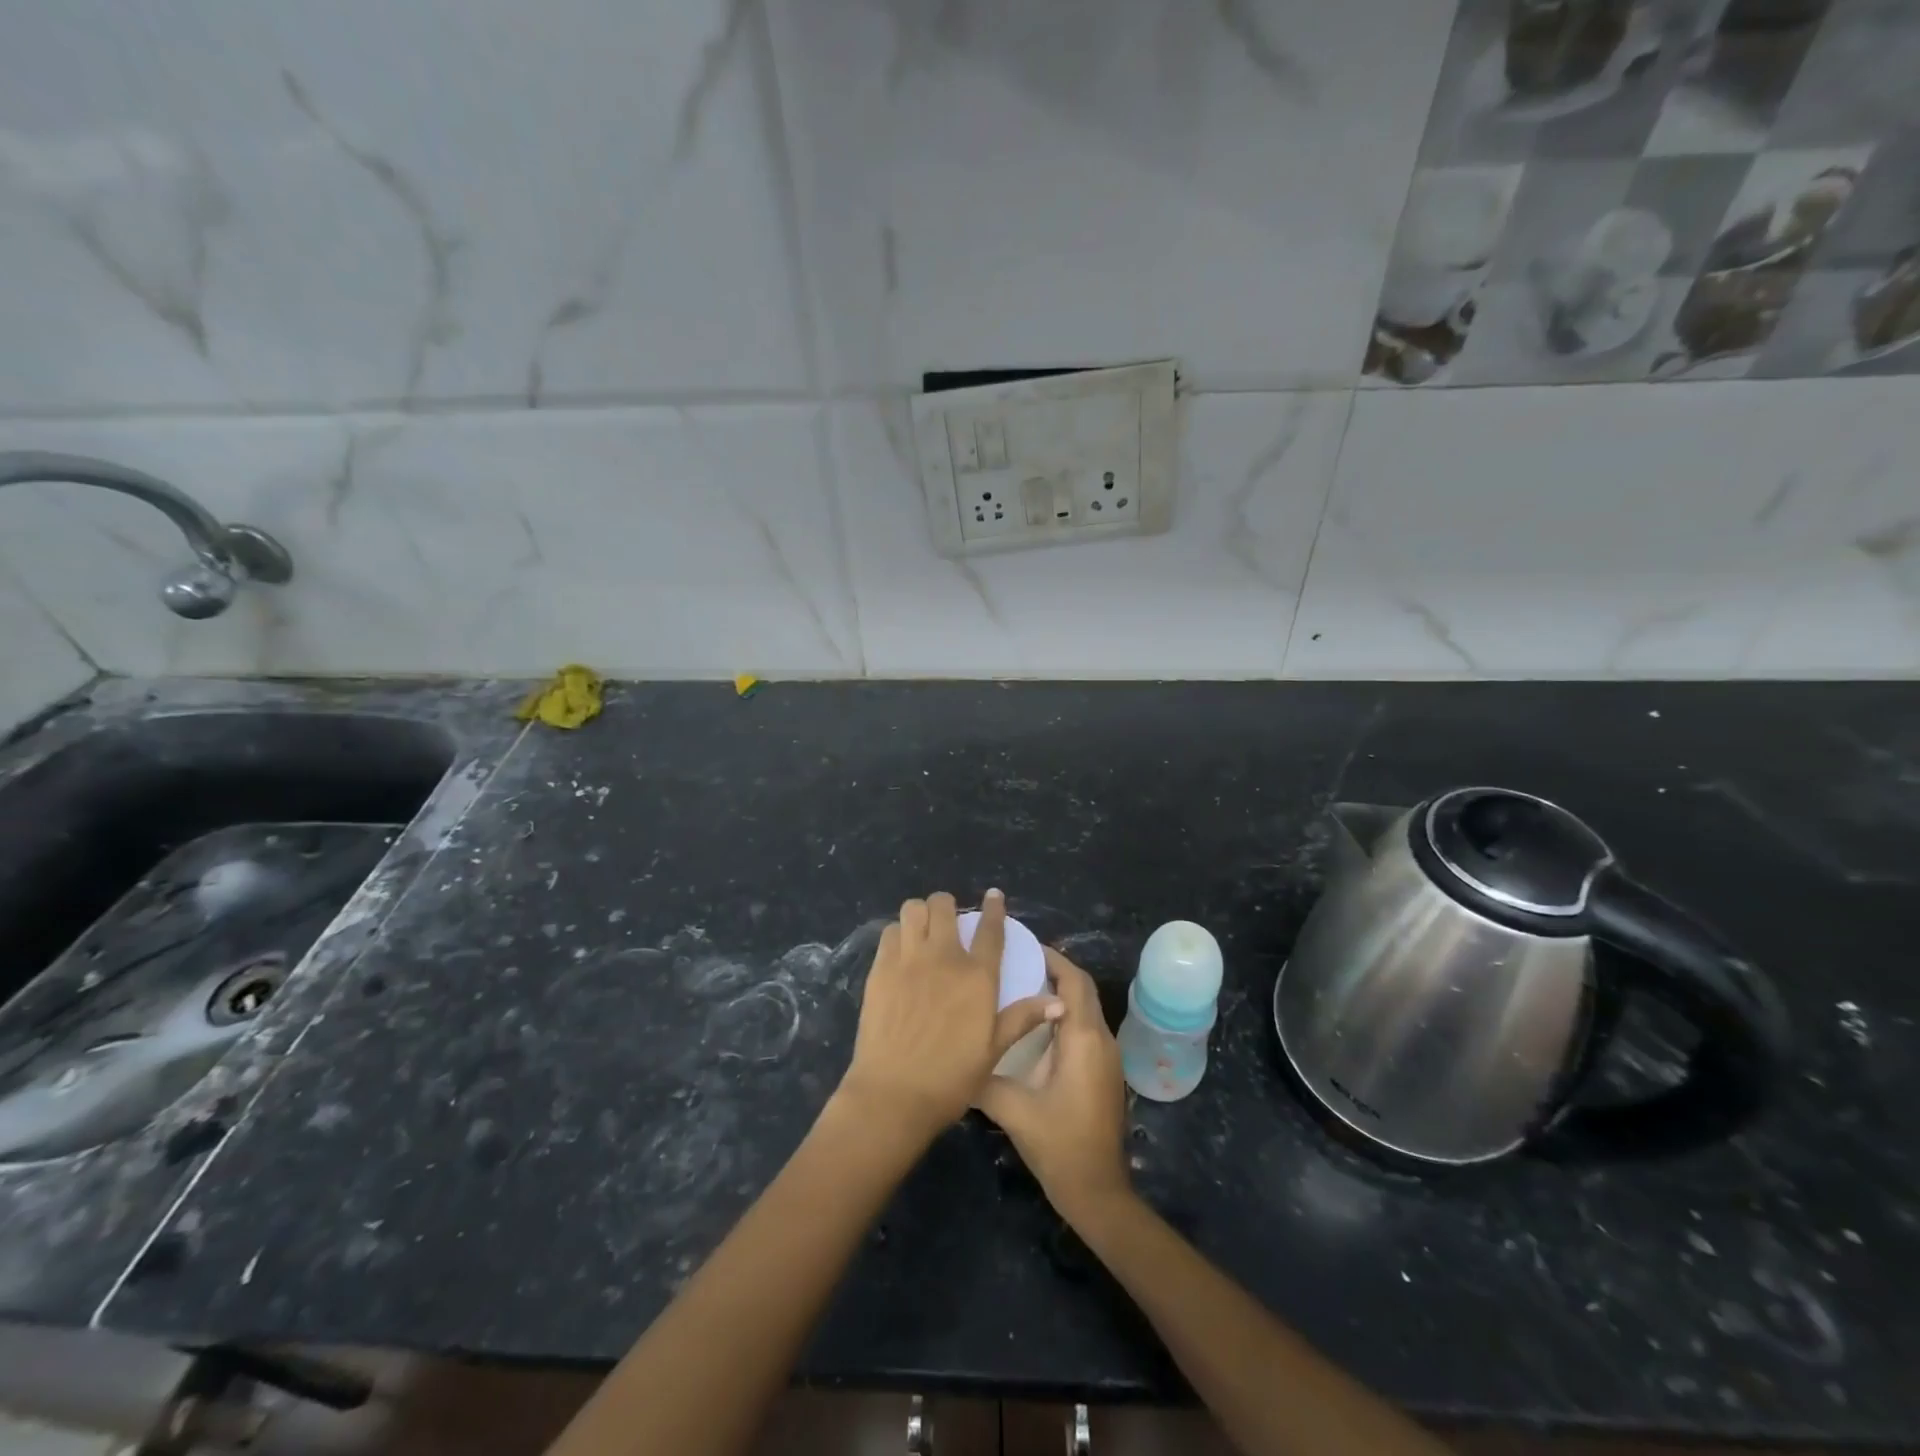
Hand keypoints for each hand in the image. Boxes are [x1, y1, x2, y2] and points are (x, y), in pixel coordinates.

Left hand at [838, 890, 1060, 1142]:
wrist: (894, 1093)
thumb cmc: (951, 1077)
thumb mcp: (994, 1050)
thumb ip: (1022, 1018)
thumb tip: (1059, 1002)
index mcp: (977, 976)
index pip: (989, 929)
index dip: (993, 908)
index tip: (993, 896)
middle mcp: (943, 957)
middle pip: (943, 906)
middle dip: (947, 906)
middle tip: (948, 923)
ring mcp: (908, 960)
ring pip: (912, 910)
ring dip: (920, 914)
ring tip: (923, 931)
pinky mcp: (880, 969)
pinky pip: (889, 933)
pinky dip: (898, 933)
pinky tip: (901, 951)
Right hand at [976, 948, 1131, 1223]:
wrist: (1097, 1191)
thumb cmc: (1059, 1145)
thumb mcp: (1013, 1109)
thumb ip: (983, 1078)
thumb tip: (954, 1055)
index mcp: (1083, 1039)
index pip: (1073, 980)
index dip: (1051, 958)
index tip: (1020, 946)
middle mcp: (1101, 1039)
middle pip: (1082, 989)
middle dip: (1054, 969)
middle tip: (1016, 961)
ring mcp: (1106, 1057)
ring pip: (1085, 1008)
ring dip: (1059, 992)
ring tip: (1019, 985)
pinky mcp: (1103, 1072)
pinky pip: (1085, 1027)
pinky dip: (1063, 1015)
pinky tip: (1033, 1026)